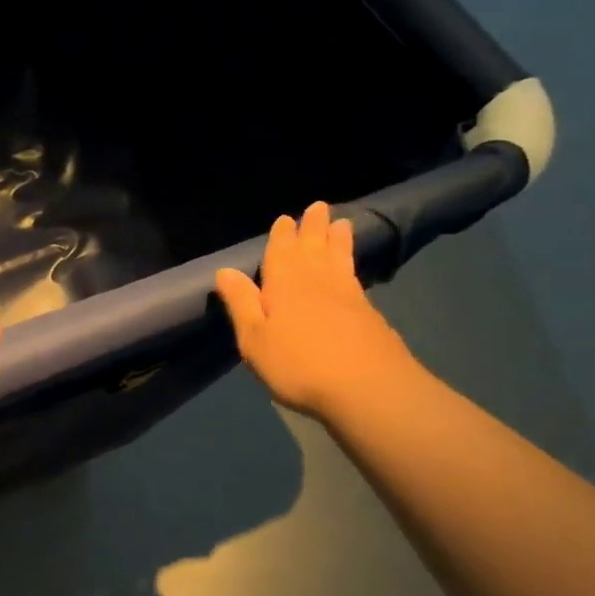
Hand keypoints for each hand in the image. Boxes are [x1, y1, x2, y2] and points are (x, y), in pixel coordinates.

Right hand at [214, 200, 415, 419]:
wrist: (367, 388)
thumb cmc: (298, 364)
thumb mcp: (255, 338)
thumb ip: (241, 303)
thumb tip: (225, 270)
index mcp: (285, 284)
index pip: (281, 252)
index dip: (282, 235)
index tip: (286, 218)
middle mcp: (317, 282)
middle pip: (314, 248)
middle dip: (313, 228)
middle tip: (318, 207)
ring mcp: (348, 296)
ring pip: (339, 259)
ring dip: (337, 241)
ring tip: (342, 224)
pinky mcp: (369, 315)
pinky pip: (354, 278)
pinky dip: (350, 266)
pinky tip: (350, 270)